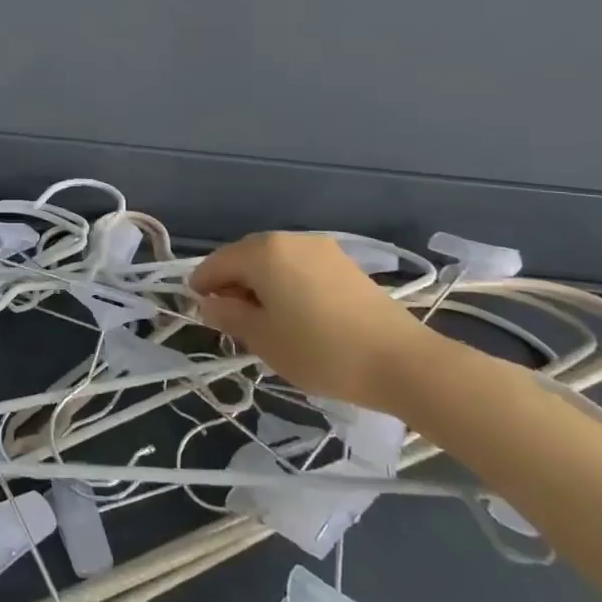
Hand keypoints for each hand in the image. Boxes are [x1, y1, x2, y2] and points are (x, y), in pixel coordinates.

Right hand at [189, 232, 430, 411]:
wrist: (402, 362)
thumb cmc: (320, 350)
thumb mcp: (263, 339)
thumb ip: (229, 316)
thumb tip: (208, 304)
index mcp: (263, 252)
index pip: (217, 263)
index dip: (202, 285)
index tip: (198, 311)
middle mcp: (289, 239)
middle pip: (245, 256)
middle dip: (231, 283)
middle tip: (230, 318)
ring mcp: (320, 248)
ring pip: (274, 261)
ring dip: (260, 283)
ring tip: (263, 318)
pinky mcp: (344, 263)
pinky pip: (299, 267)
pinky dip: (286, 283)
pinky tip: (293, 312)